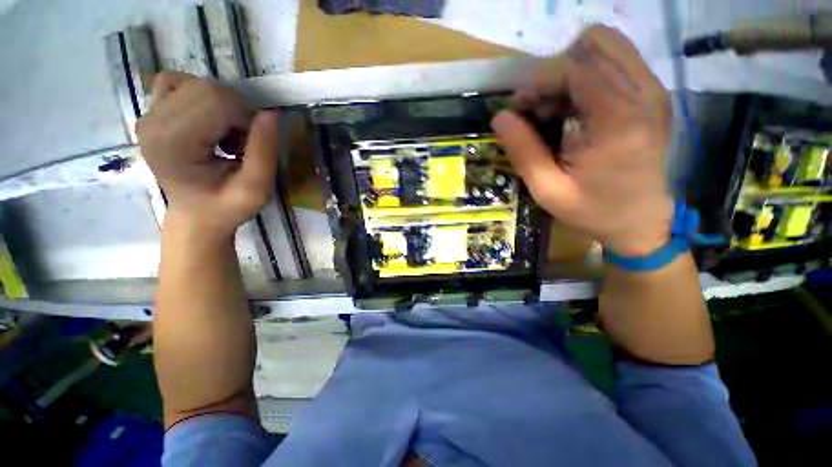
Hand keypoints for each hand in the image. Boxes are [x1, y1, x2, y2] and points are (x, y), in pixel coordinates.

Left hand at [136, 71, 280, 238]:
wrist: (196, 216)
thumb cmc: (226, 207)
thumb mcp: (256, 189)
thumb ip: (265, 152)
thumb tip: (272, 113)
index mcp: (172, 143)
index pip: (217, 99)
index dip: (246, 119)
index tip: (249, 148)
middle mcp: (152, 122)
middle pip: (207, 88)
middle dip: (236, 113)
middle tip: (240, 145)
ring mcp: (148, 115)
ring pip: (197, 83)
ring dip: (223, 107)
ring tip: (225, 136)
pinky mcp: (151, 112)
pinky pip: (177, 83)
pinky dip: (201, 96)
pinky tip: (208, 121)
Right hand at [492, 25, 672, 255]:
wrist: (640, 221)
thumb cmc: (593, 211)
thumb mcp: (547, 189)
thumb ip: (523, 151)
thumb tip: (500, 117)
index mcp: (619, 121)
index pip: (576, 67)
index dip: (539, 80)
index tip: (519, 109)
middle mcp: (644, 93)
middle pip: (595, 42)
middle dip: (556, 69)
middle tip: (539, 106)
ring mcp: (653, 90)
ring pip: (606, 45)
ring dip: (570, 70)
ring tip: (554, 108)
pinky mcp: (651, 94)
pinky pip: (615, 61)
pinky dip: (585, 76)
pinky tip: (573, 109)